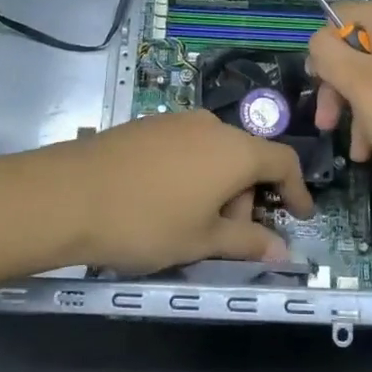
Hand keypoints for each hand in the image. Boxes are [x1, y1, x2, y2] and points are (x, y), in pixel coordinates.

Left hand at [54, 111, 313, 272]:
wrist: (70, 194)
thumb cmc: (148, 222)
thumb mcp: (202, 240)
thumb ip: (247, 242)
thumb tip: (283, 250)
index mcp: (235, 150)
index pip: (283, 161)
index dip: (297, 190)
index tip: (301, 216)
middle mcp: (212, 126)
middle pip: (247, 158)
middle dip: (247, 198)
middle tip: (228, 237)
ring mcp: (177, 121)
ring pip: (215, 153)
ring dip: (218, 186)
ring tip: (192, 224)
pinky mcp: (148, 125)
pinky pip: (187, 147)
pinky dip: (192, 173)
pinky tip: (165, 201)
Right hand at [309, 2, 371, 207]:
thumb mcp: (361, 86)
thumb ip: (330, 55)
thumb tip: (318, 40)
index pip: (342, 14)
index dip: (323, 47)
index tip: (317, 82)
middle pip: (356, 48)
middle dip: (337, 86)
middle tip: (326, 122)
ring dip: (355, 110)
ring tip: (357, 149)